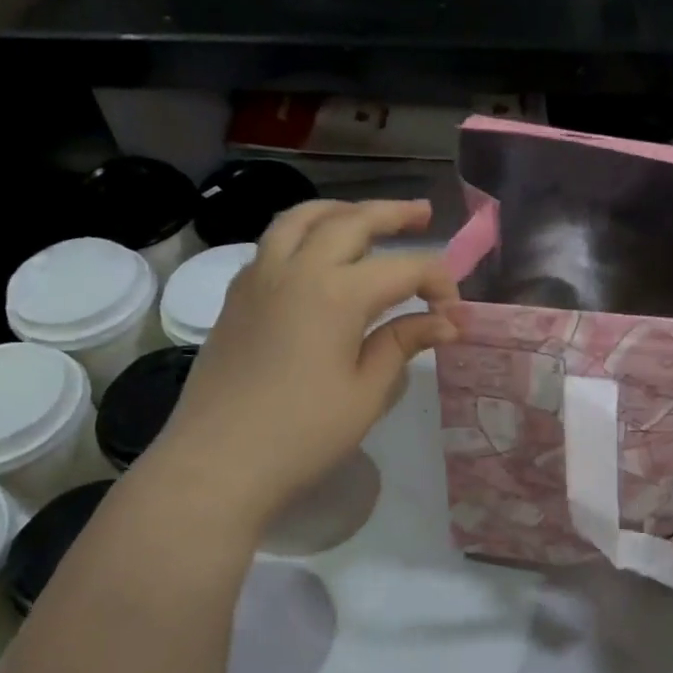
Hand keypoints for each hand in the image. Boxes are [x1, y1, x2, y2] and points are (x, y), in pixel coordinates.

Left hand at [150, 199, 457, 523]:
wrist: (217, 462)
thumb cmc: (303, 434)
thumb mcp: (367, 392)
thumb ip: (403, 343)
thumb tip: (445, 322)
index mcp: (337, 293)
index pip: (404, 268)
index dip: (438, 282)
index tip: (454, 311)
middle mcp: (297, 269)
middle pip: (352, 221)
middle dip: (393, 215)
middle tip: (423, 214)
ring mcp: (259, 278)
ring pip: (302, 219)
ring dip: (341, 210)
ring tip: (365, 215)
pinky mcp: (237, 296)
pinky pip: (273, 242)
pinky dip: (303, 233)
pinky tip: (315, 254)